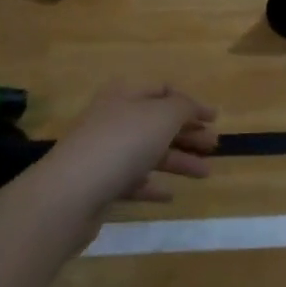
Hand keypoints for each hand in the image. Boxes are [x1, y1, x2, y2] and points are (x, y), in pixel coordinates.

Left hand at [38, 82, 217, 220]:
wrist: (70, 193)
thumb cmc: (122, 143)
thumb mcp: (162, 116)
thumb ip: (183, 107)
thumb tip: (191, 108)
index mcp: (125, 95)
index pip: (163, 90)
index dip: (191, 103)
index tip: (215, 119)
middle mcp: (113, 119)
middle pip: (157, 122)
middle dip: (188, 133)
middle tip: (214, 146)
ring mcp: (104, 152)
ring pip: (148, 152)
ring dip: (178, 161)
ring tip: (206, 174)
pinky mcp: (99, 184)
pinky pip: (132, 180)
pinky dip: (152, 185)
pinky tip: (169, 195)